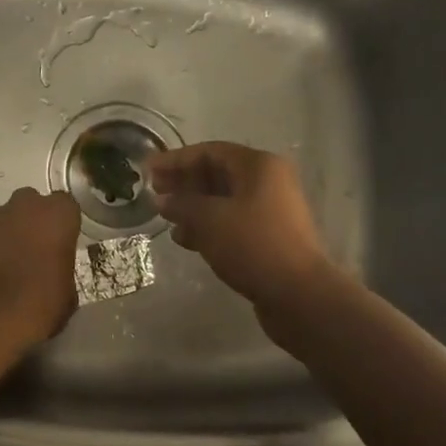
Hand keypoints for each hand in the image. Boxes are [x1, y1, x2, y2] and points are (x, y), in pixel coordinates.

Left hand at [0, 187, 81, 349]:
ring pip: (6, 217)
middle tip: (37, 249)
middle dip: (34, 220)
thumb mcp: (68, 292)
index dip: (64, 224)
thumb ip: (62, 269)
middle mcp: (25, 206)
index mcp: (57, 215)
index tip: (62, 244)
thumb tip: (55, 272)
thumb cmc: (40, 303)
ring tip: (10, 263)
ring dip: (10, 232)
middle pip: (32, 203)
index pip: (66, 206)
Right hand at [145, 142, 334, 313]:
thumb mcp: (209, 220)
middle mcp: (269, 182)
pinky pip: (232, 222)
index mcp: (259, 166)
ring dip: (194, 207)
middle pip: (218, 173)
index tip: (147, 170)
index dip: (176, 159)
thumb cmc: (253, 245)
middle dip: (184, 182)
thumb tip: (162, 200)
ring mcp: (271, 210)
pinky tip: (186, 239)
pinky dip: (208, 226)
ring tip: (166, 219)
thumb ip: (182, 204)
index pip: (210, 151)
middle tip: (154, 193)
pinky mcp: (269, 237)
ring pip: (224, 200)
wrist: (298, 294)